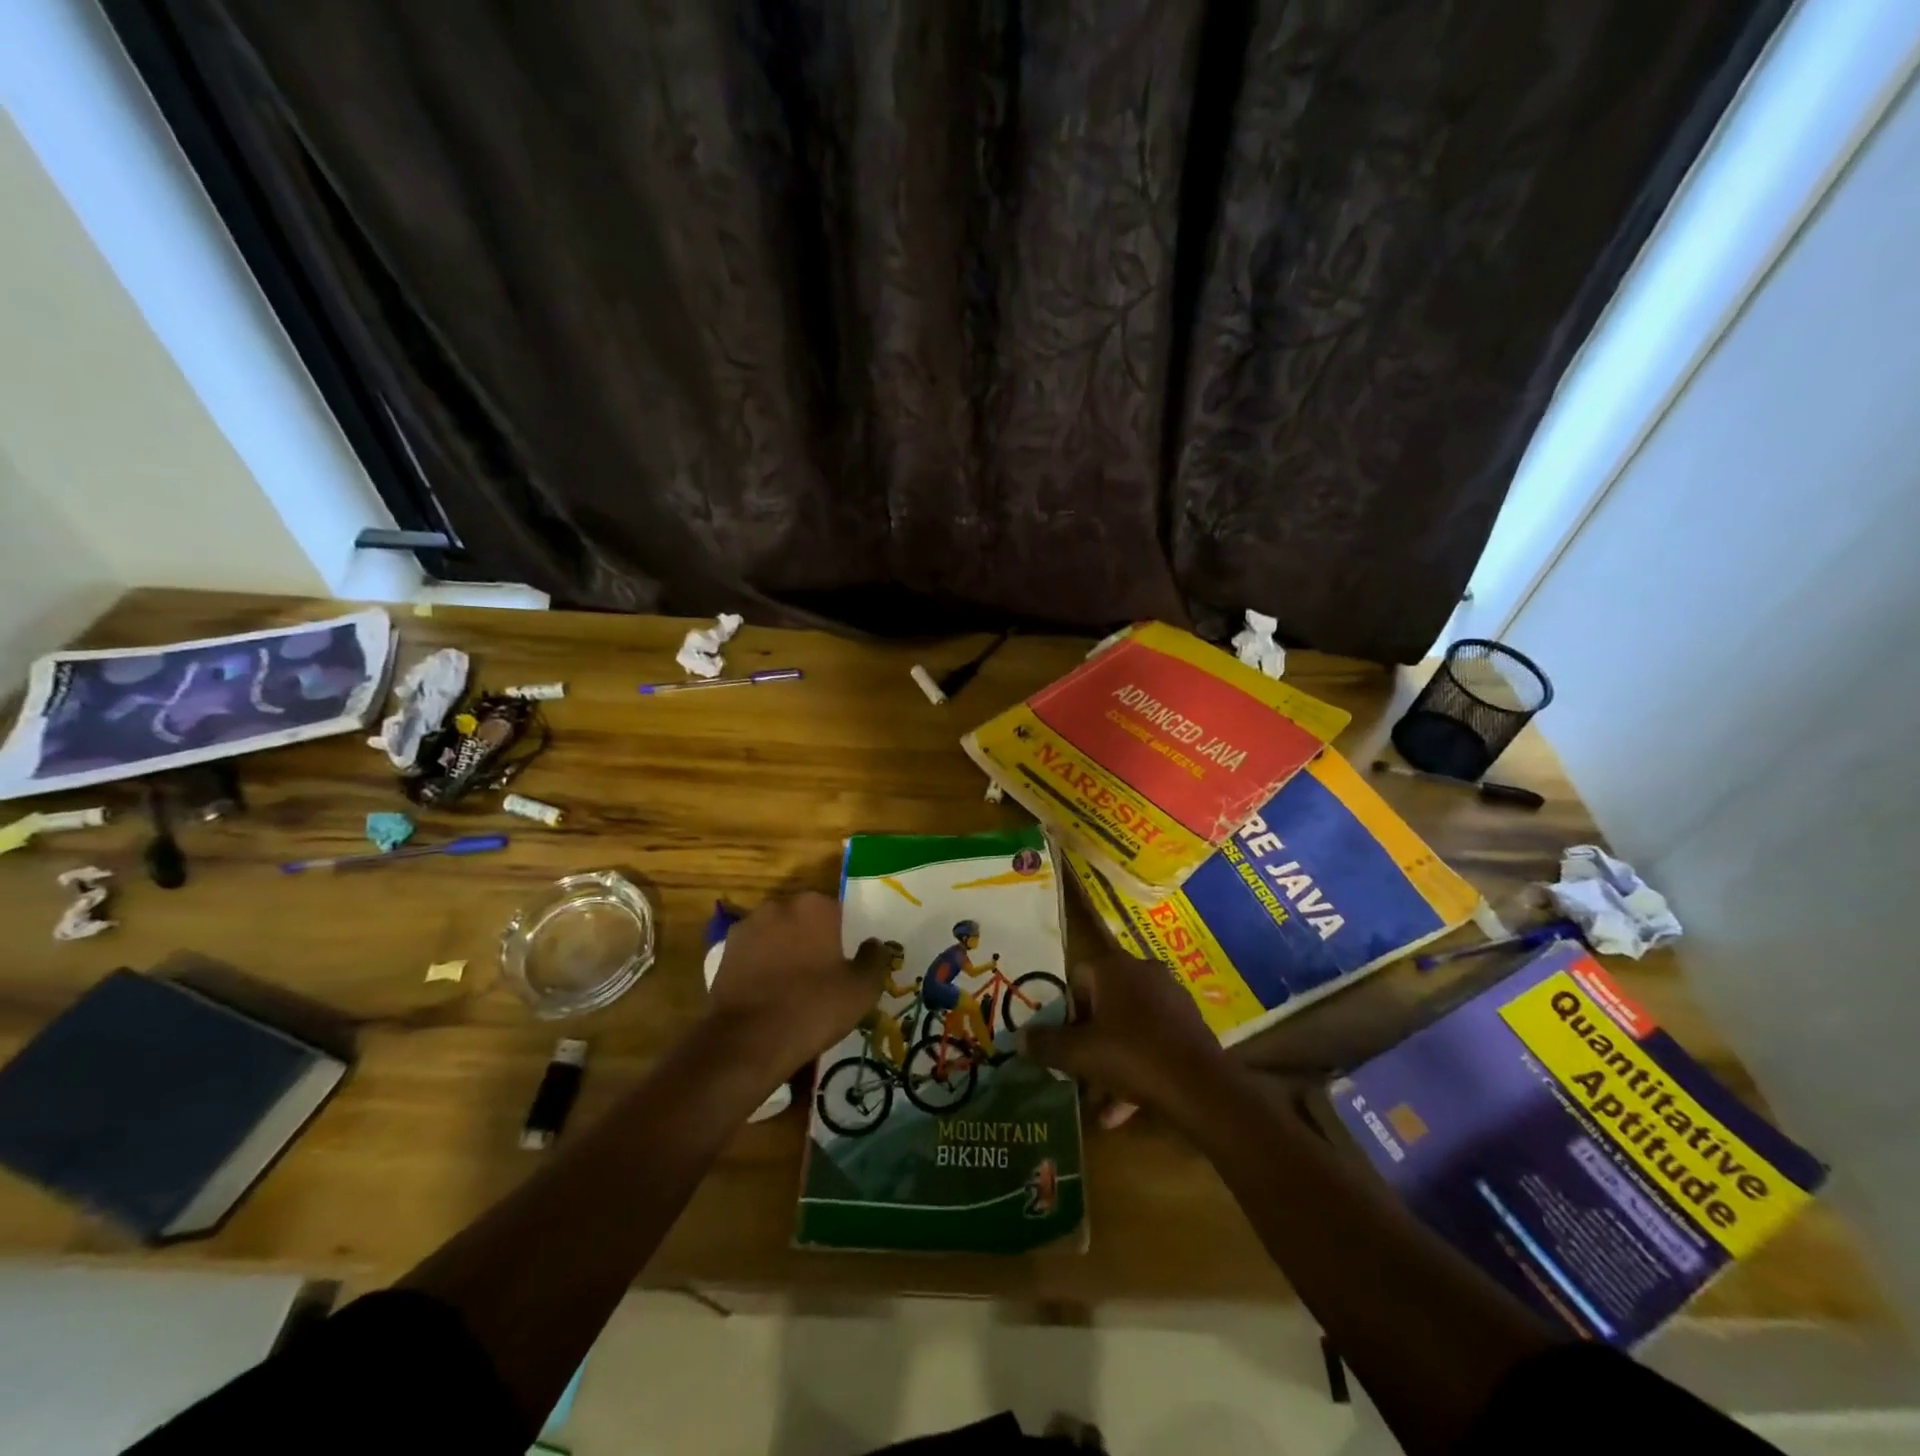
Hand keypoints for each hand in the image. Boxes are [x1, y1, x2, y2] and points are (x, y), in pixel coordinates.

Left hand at [704, 892, 886, 1083]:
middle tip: (821, 974)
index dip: (843, 936)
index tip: (846, 961)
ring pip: (777, 934)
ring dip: (785, 950)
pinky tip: (769, 994)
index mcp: (815, 906)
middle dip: (813, 939)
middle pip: (804, 919)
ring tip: (793, 987)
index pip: (838, 911)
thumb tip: (875, 944)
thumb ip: (875, 959)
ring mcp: (747, 927)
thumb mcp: (861, 989)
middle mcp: (779, 905)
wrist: (748, 1042)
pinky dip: (762, 966)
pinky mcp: (724, 952)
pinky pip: (754, 953)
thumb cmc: (813, 1008)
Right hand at [1018, 946, 1227, 1128]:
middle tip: (1077, 1071)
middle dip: (1088, 1040)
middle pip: (1103, 1003)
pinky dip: (1136, 1067)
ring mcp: (1170, 998)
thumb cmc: (1132, 1057)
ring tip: (1098, 1102)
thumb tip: (1017, 1037)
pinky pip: (1152, 1041)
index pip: (1078, 977)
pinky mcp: (1189, 1025)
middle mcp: (1143, 973)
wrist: (1201, 1087)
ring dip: (1110, 1060)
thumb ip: (1046, 1044)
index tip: (1063, 1042)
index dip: (1065, 1011)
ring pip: (1128, 1027)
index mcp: (1114, 968)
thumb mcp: (1079, 1054)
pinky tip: (1123, 1110)